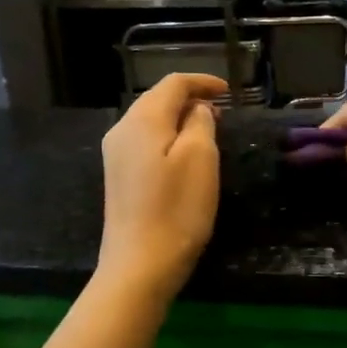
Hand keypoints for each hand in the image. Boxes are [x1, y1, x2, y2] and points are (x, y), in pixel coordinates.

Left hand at [98, 72, 227, 297]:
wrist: (139, 265)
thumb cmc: (176, 209)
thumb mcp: (200, 158)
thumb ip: (200, 122)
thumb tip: (198, 109)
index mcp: (142, 119)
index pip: (173, 83)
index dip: (203, 82)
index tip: (230, 92)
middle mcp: (122, 129)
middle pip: (158, 99)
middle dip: (191, 99)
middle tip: (223, 113)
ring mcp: (116, 155)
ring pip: (151, 121)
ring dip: (180, 119)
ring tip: (209, 131)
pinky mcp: (119, 177)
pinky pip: (145, 142)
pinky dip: (168, 138)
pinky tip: (185, 155)